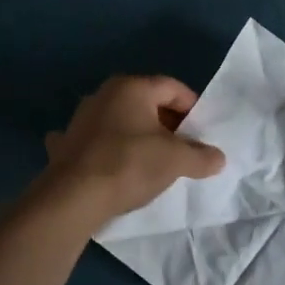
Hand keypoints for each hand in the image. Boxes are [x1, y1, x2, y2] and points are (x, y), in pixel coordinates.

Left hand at [41, 75, 226, 223]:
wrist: (73, 197)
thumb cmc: (130, 165)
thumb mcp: (176, 160)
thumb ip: (201, 156)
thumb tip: (218, 157)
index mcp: (132, 87)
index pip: (172, 87)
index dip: (192, 107)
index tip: (202, 131)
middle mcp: (104, 94)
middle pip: (146, 102)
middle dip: (167, 123)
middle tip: (182, 148)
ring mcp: (80, 118)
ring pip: (119, 120)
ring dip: (136, 135)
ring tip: (151, 160)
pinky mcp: (65, 144)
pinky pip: (93, 141)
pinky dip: (105, 149)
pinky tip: (109, 164)